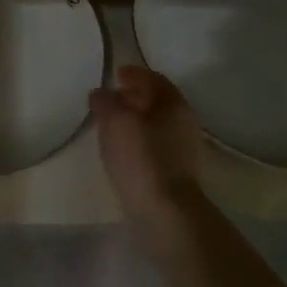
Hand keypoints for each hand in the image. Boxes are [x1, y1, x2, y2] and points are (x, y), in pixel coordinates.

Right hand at [91, 65, 203, 210]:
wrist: (167, 213)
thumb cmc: (141, 158)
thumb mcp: (114, 121)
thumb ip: (105, 102)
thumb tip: (101, 93)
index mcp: (174, 104)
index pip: (154, 79)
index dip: (134, 74)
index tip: (116, 74)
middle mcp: (185, 122)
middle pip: (157, 101)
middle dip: (134, 97)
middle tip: (111, 99)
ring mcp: (184, 149)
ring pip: (157, 124)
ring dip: (136, 120)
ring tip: (111, 126)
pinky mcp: (178, 173)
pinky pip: (156, 145)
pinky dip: (139, 140)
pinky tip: (123, 150)